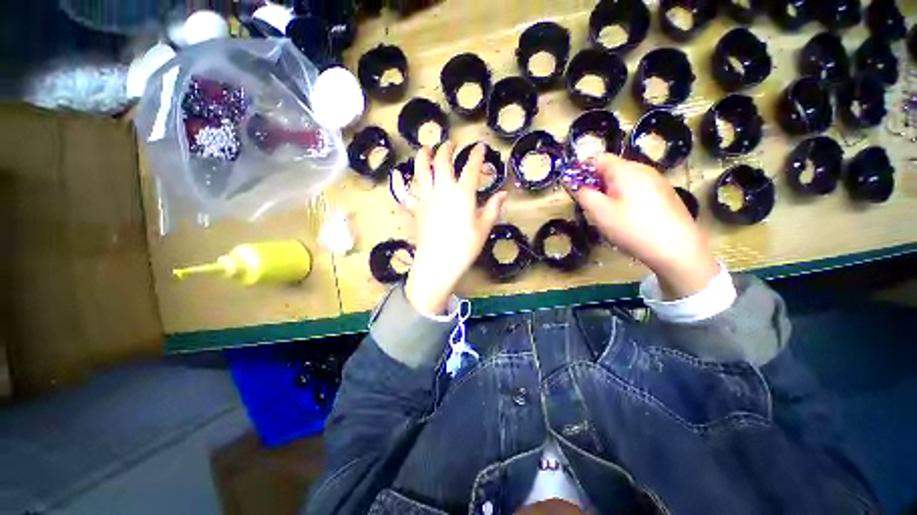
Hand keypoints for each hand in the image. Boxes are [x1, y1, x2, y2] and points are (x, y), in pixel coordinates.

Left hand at [399, 142, 507, 315]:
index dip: (476, 155)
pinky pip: (405, 194)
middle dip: (447, 149)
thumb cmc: (464, 248)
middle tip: (451, 144)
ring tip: (426, 148)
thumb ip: (493, 209)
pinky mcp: (416, 209)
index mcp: (463, 194)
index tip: (480, 147)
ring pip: (422, 170)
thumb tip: (503, 194)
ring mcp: (426, 198)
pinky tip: (397, 176)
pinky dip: (400, 184)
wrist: (438, 264)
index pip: (471, 168)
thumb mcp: (483, 229)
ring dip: (423, 156)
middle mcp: (442, 190)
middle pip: (443, 162)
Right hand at [571, 154, 718, 299]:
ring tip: (608, 214)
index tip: (574, 188)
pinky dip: (625, 197)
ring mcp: (657, 181)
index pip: (598, 158)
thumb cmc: (632, 228)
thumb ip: (584, 195)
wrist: (677, 248)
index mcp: (625, 170)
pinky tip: (628, 217)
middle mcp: (643, 169)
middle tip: (591, 205)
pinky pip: (637, 189)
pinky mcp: (665, 193)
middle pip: (612, 169)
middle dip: (597, 183)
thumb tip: (579, 186)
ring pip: (625, 180)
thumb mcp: (600, 213)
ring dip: (610, 192)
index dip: (582, 170)